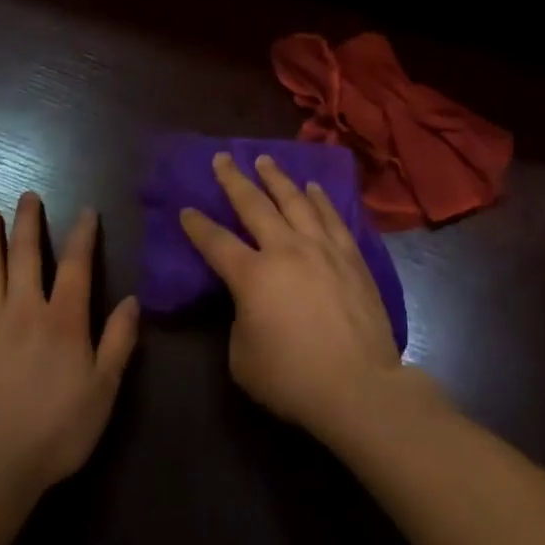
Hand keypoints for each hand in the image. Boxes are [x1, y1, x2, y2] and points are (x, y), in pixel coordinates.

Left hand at [0, 194, 139, 501]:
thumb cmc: (54, 433)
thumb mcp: (103, 391)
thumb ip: (119, 342)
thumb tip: (133, 299)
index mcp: (63, 319)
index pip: (76, 265)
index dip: (83, 235)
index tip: (86, 210)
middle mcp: (24, 311)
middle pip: (26, 256)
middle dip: (28, 223)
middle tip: (27, 195)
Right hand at [180, 153, 415, 442]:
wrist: (358, 385)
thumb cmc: (293, 378)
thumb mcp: (243, 358)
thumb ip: (240, 319)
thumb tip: (250, 302)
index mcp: (252, 275)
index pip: (216, 242)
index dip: (198, 225)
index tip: (186, 209)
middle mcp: (285, 249)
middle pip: (254, 205)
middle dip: (234, 179)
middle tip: (222, 158)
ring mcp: (321, 247)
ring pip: (295, 200)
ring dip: (276, 178)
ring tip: (265, 160)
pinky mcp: (350, 255)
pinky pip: (331, 216)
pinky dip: (319, 198)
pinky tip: (313, 187)